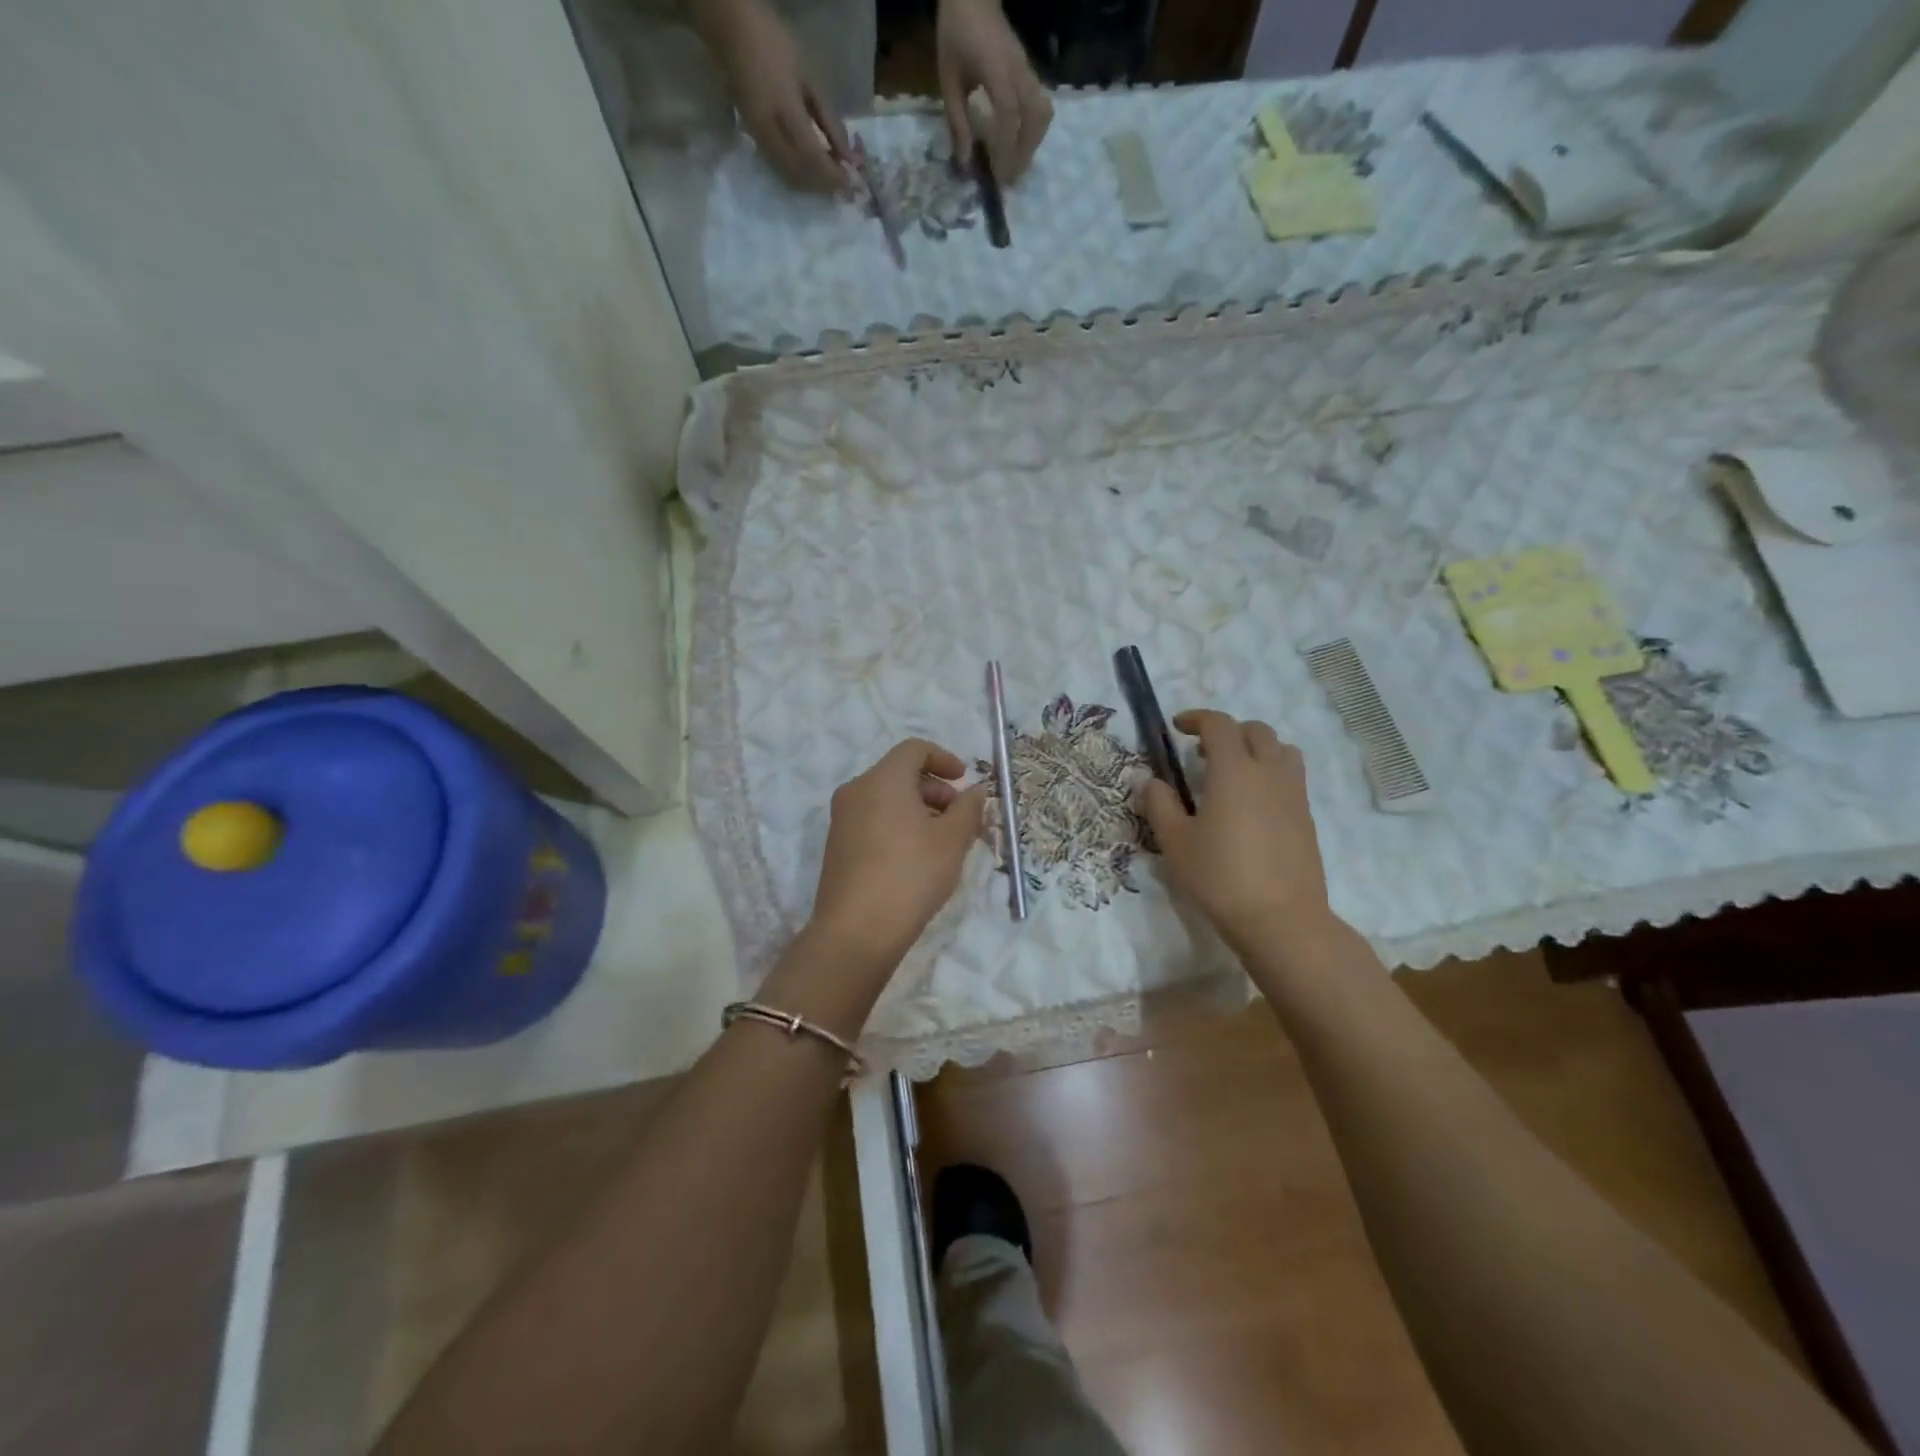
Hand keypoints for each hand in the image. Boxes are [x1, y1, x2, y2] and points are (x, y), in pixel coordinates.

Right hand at [695, 0, 849, 192]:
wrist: (731, 31)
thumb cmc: (774, 45)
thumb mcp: (808, 78)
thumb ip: (829, 121)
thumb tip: (848, 157)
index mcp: (784, 109)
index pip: (813, 157)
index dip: (833, 175)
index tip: (851, 182)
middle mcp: (769, 131)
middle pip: (801, 175)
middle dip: (824, 185)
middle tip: (843, 185)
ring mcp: (758, 138)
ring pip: (789, 177)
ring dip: (812, 185)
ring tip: (830, 179)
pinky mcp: (753, 140)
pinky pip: (779, 170)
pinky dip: (799, 178)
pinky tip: (811, 172)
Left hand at [805, 739, 988, 978]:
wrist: (857, 931)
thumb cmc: (911, 875)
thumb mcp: (952, 841)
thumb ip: (968, 809)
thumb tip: (975, 791)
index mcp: (882, 779)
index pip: (914, 749)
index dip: (944, 758)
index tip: (965, 781)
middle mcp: (856, 790)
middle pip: (899, 773)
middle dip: (935, 788)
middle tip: (959, 817)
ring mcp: (842, 819)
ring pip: (886, 798)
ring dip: (919, 808)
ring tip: (943, 841)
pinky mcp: (838, 845)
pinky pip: (873, 819)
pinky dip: (898, 824)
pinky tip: (917, 856)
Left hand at [937, 0, 1052, 183]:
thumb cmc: (956, 36)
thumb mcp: (948, 81)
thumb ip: (957, 122)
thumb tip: (964, 163)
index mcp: (998, 73)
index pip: (1009, 119)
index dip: (1006, 152)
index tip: (1000, 179)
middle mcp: (1019, 73)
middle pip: (1034, 119)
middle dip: (1024, 153)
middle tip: (1010, 179)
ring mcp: (1028, 70)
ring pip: (1043, 113)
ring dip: (1033, 143)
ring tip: (1017, 164)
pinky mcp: (1029, 71)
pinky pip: (1041, 105)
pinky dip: (1034, 130)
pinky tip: (1019, 143)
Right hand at [1137, 710, 1335, 955]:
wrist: (1281, 919)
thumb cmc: (1220, 877)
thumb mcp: (1176, 842)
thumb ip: (1160, 805)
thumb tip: (1152, 782)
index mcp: (1234, 771)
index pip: (1220, 725)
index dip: (1197, 719)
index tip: (1178, 727)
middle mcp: (1269, 774)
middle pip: (1256, 731)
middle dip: (1229, 732)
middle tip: (1203, 753)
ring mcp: (1294, 795)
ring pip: (1282, 751)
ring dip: (1257, 750)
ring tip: (1235, 774)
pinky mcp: (1307, 819)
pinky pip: (1291, 778)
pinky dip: (1271, 775)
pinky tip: (1252, 806)